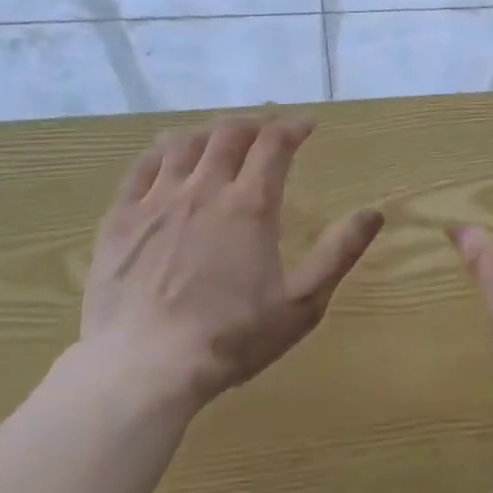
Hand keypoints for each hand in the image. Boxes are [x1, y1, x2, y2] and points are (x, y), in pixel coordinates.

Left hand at [76, 117, 383, 411]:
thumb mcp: (302, 302)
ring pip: (182, 144)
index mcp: (250, 206)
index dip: (292, 127)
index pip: (274, 144)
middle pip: (228, 134)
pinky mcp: (118, 221)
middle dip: (253, 124)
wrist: (144, 368)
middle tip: (265, 132)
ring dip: (208, 132)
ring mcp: (155, 202)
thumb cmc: (232, 337)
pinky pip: (139, 169)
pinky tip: (165, 157)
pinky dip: (159, 153)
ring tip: (219, 138)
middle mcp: (203, 190)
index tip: (306, 125)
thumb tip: (374, 213)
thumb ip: (339, 253)